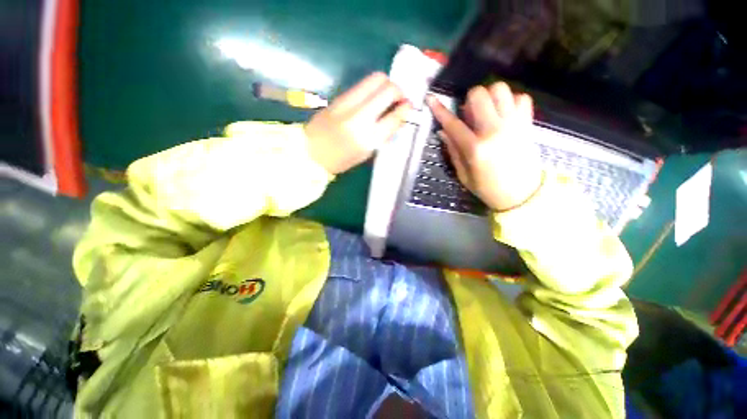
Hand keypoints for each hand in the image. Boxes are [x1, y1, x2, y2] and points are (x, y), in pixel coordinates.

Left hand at [305, 73, 411, 174]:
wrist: (310, 152)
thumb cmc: (340, 160)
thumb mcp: (365, 154)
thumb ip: (383, 135)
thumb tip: (397, 117)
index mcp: (367, 138)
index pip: (394, 116)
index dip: (405, 109)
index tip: (409, 107)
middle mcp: (360, 116)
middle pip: (387, 88)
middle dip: (398, 91)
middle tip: (399, 99)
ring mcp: (348, 103)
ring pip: (375, 79)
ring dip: (386, 85)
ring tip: (387, 97)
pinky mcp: (339, 96)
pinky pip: (362, 84)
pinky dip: (373, 88)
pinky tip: (373, 98)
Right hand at [427, 82, 542, 211]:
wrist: (522, 194)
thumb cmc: (488, 188)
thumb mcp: (464, 175)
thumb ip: (453, 151)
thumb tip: (443, 131)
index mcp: (475, 148)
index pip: (453, 123)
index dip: (439, 110)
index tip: (431, 99)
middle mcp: (494, 131)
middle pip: (479, 94)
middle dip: (469, 99)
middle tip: (470, 112)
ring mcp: (514, 124)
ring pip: (501, 89)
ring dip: (490, 96)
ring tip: (488, 110)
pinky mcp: (527, 123)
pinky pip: (521, 97)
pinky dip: (511, 100)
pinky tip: (505, 113)